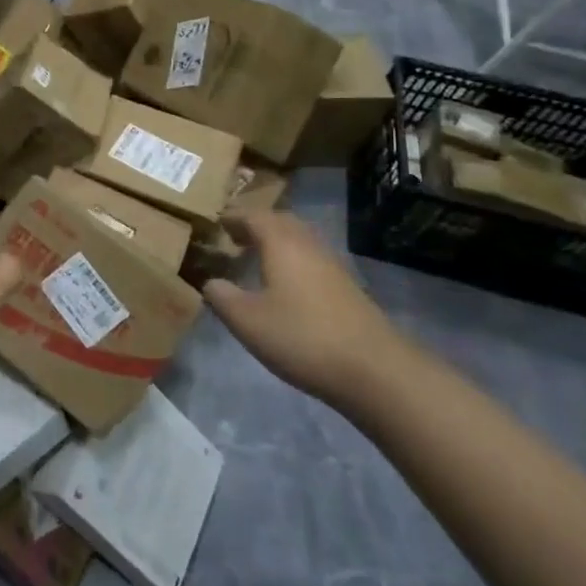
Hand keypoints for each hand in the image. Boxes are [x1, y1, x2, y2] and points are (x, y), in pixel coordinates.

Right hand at [203, 211, 403, 404]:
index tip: (215, 223)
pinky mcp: (347, 288)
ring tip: (256, 259)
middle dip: (256, 225)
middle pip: (281, 221)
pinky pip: (312, 260)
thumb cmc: (302, 337)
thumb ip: (222, 296)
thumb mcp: (247, 320)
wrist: (375, 370)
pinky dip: (293, 261)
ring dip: (277, 242)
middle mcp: (308, 245)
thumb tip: (210, 281)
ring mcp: (333, 265)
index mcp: (281, 243)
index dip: (233, 217)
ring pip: (300, 240)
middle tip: (235, 237)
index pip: (253, 215)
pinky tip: (286, 286)